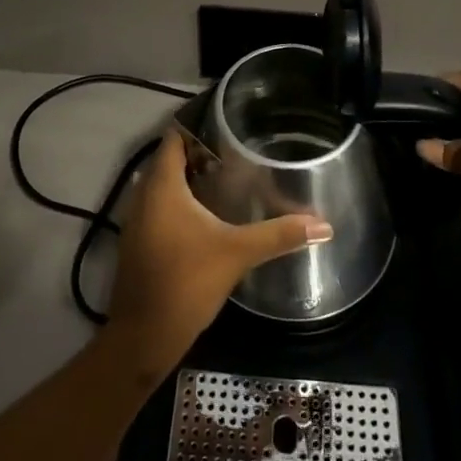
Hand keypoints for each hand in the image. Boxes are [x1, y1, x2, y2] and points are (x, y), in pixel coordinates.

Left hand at [103, 130, 332, 378]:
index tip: (228, 123)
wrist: (143, 338)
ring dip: (189, 179)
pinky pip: (158, 206)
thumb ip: (278, 235)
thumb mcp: (237, 253)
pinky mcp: (138, 242)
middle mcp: (143, 194)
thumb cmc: (186, 282)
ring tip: (227, 177)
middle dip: (200, 153)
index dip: (198, 126)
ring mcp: (136, 220)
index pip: (175, 137)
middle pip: (170, 159)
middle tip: (237, 150)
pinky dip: (179, 202)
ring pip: (163, 185)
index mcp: (162, 185)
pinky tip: (206, 215)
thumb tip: (324, 224)